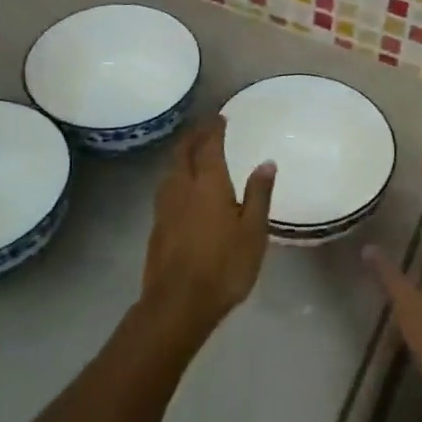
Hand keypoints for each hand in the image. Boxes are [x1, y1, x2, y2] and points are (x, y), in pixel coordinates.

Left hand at [139, 116, 275, 342]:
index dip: (214, 128)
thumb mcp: (253, 231)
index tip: (221, 117)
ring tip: (194, 154)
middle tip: (206, 128)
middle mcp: (181, 188)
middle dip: (194, 136)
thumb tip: (266, 162)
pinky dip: (176, 177)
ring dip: (182, 156)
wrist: (178, 303)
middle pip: (183, 152)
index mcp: (208, 183)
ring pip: (170, 170)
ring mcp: (164, 207)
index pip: (209, 145)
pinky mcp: (156, 226)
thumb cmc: (224, 266)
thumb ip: (258, 194)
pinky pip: (166, 189)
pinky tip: (184, 190)